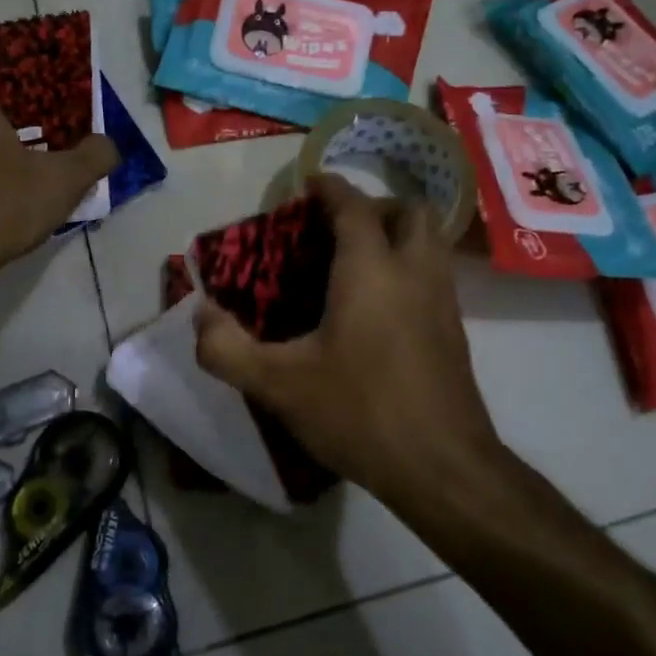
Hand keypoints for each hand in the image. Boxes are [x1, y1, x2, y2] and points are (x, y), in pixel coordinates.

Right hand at [194, 174, 501, 500]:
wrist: (443, 468)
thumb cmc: (360, 412)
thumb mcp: (278, 384)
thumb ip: (227, 348)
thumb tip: (199, 314)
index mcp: (371, 269)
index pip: (353, 205)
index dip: (329, 188)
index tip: (307, 187)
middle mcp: (414, 271)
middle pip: (407, 211)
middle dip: (373, 208)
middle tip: (335, 231)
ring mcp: (443, 301)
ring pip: (429, 242)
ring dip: (396, 236)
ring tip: (355, 265)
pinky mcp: (455, 331)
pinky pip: (434, 275)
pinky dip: (409, 269)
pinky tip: (379, 310)